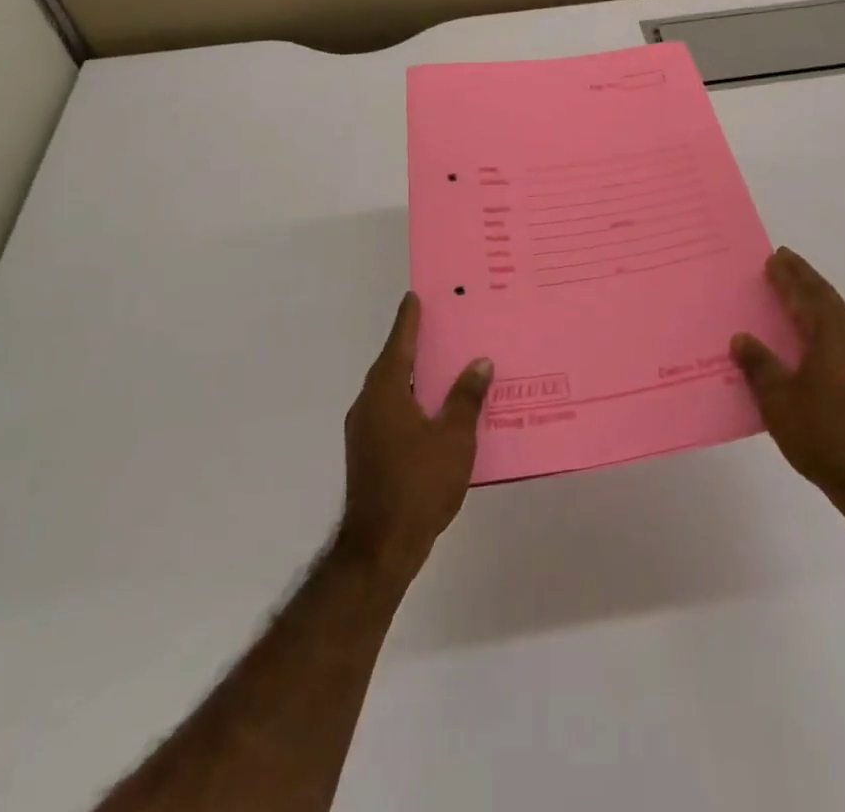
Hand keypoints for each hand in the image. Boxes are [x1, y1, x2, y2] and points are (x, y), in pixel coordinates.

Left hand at [336, 293, 493, 579]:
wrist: (380, 548)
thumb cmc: (419, 484)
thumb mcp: (454, 438)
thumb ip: (466, 398)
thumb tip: (480, 363)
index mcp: (386, 392)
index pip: (399, 344)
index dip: (409, 320)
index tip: (414, 296)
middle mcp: (369, 404)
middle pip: (393, 364)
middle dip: (413, 344)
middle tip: (438, 324)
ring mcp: (364, 430)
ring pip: (392, 390)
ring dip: (414, 375)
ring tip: (442, 363)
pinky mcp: (368, 452)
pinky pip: (392, 411)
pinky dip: (411, 400)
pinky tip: (434, 409)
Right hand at [731, 248, 844, 508]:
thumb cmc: (823, 435)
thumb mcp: (779, 400)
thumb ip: (760, 365)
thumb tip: (742, 339)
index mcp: (832, 338)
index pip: (809, 296)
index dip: (791, 276)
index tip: (775, 256)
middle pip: (827, 300)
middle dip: (805, 279)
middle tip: (783, 262)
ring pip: (836, 319)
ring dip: (815, 301)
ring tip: (793, 294)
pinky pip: (840, 337)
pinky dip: (822, 324)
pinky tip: (808, 338)